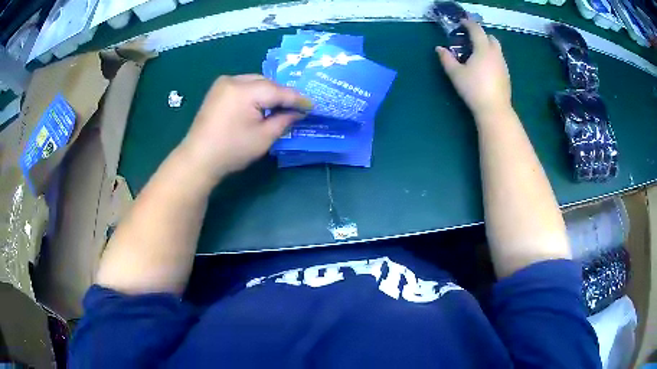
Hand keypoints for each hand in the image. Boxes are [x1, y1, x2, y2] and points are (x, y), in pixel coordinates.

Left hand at [180, 75, 310, 180]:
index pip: (278, 91)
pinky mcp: (217, 90)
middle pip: (266, 83)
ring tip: (280, 106)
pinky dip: (255, 92)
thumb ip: (284, 120)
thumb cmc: (232, 150)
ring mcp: (223, 83)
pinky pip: (243, 85)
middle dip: (282, 94)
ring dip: (268, 92)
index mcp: (244, 90)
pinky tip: (261, 103)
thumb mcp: (263, 138)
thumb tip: (299, 112)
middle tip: (297, 107)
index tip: (312, 105)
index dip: (297, 98)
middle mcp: (233, 80)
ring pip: (255, 82)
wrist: (198, 159)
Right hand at [436, 20, 511, 120]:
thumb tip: (439, 48)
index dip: (469, 24)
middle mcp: (495, 54)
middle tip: (471, 38)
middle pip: (491, 37)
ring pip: (497, 49)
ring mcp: (503, 65)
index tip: (462, 22)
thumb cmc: (474, 89)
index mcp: (483, 49)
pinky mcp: (507, 76)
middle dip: (482, 34)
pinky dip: (493, 57)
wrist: (494, 110)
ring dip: (488, 46)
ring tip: (478, 53)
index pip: (477, 30)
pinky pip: (499, 60)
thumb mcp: (456, 74)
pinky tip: (486, 67)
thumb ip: (447, 59)